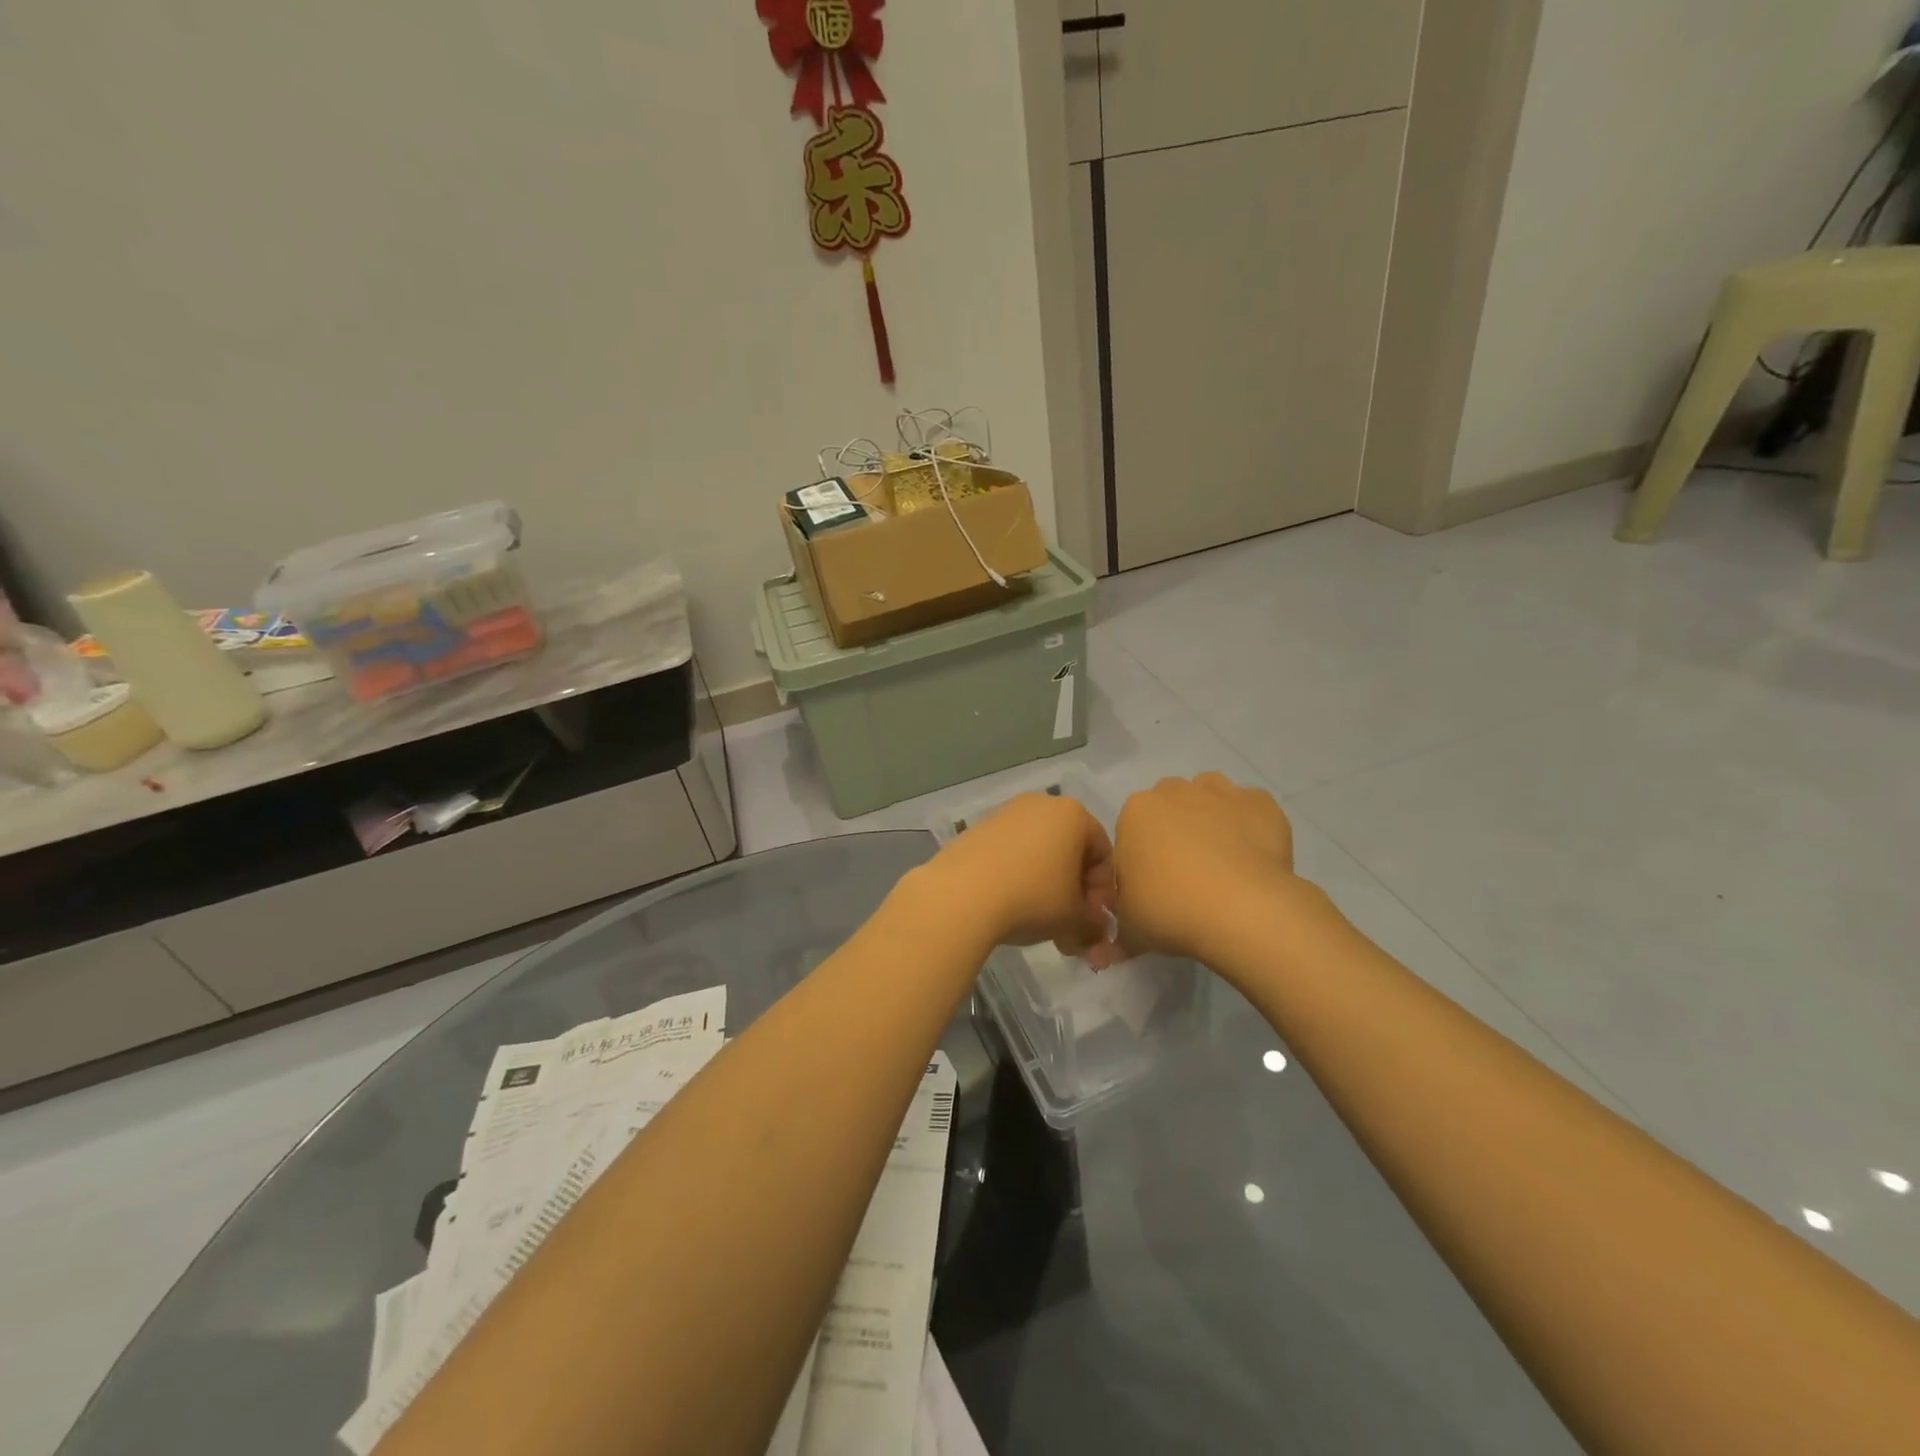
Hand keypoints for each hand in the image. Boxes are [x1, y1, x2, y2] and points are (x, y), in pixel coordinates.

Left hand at [921, 793, 1121, 964]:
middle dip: (1074, 890)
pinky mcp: (978, 828)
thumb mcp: (1074, 918)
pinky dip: (1018, 876)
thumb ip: (1093, 923)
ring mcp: (1006, 813)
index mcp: (1074, 814)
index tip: (1091, 921)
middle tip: (1069, 925)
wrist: (961, 895)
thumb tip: (1095, 932)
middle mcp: (1041, 804)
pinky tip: (1010, 904)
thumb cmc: (1033, 898)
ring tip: (1039, 920)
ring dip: (1047, 885)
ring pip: (1039, 852)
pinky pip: (1010, 853)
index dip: (1102, 892)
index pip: (1103, 854)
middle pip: (1070, 850)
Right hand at [1113, 773, 1296, 962]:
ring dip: (1210, 819)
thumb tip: (1108, 949)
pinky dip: (1251, 826)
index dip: (1142, 859)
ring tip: (1221, 862)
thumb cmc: (1170, 911)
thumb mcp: (1130, 928)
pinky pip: (1250, 809)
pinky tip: (1254, 858)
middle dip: (1174, 832)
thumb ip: (1119, 929)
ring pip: (1209, 797)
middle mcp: (1174, 791)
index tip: (1154, 887)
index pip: (1131, 831)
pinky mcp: (1261, 803)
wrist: (1242, 910)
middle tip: (1186, 876)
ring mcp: (1221, 792)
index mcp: (1134, 812)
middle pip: (1169, 807)